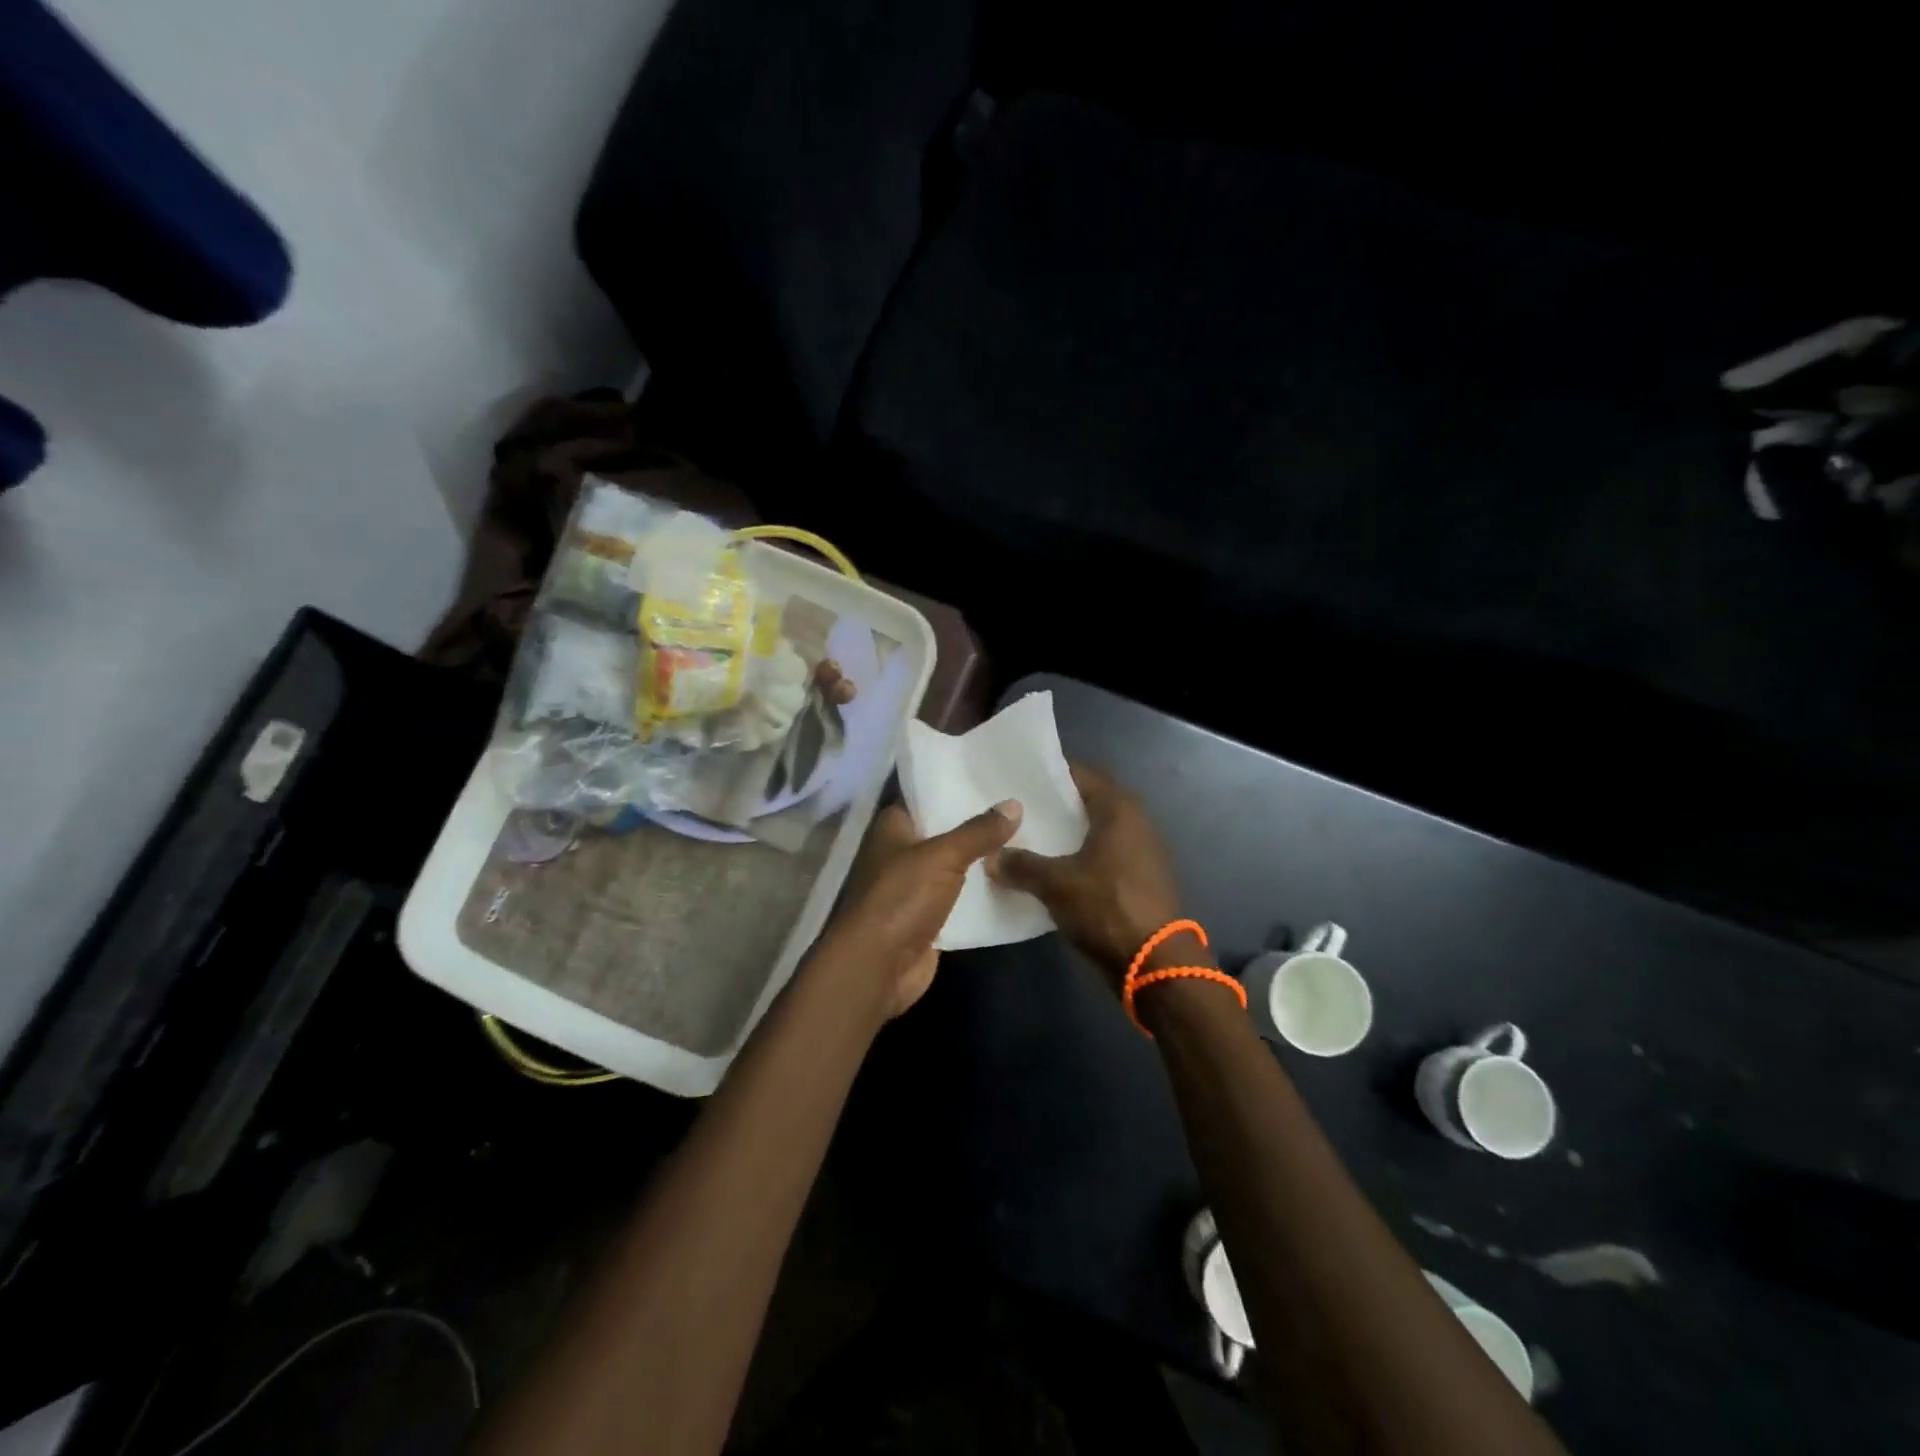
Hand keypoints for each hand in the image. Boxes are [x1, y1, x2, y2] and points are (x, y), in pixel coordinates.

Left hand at [812, 799, 1021, 1020]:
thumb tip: (1015, 803)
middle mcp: (901, 852)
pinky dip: (982, 892)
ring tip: (1029, 837)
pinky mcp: (928, 917)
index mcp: (893, 827)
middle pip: (945, 831)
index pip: (926, 796)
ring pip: (955, 865)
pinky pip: (960, 897)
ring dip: (984, 859)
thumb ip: (978, 831)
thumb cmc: (900, 898)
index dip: (956, 785)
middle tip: (1023, 805)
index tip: (994, 776)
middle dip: (979, 823)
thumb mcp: (942, 856)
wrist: (878, 967)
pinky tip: (1015, 878)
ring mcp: (914, 887)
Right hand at [988, 764, 1185, 987]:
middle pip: (1087, 802)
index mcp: (1118, 808)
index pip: (1079, 774)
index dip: (1048, 775)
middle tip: (1016, 810)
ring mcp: (1140, 850)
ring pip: (1094, 831)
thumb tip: (991, 858)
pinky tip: (1052, 869)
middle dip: (1054, 806)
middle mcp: (1134, 821)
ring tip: (1028, 839)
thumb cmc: (1106, 907)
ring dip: (1066, 834)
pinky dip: (1079, 856)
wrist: (1155, 962)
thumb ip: (1021, 865)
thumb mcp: (1055, 884)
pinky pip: (1102, 855)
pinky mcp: (1139, 877)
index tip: (1017, 779)